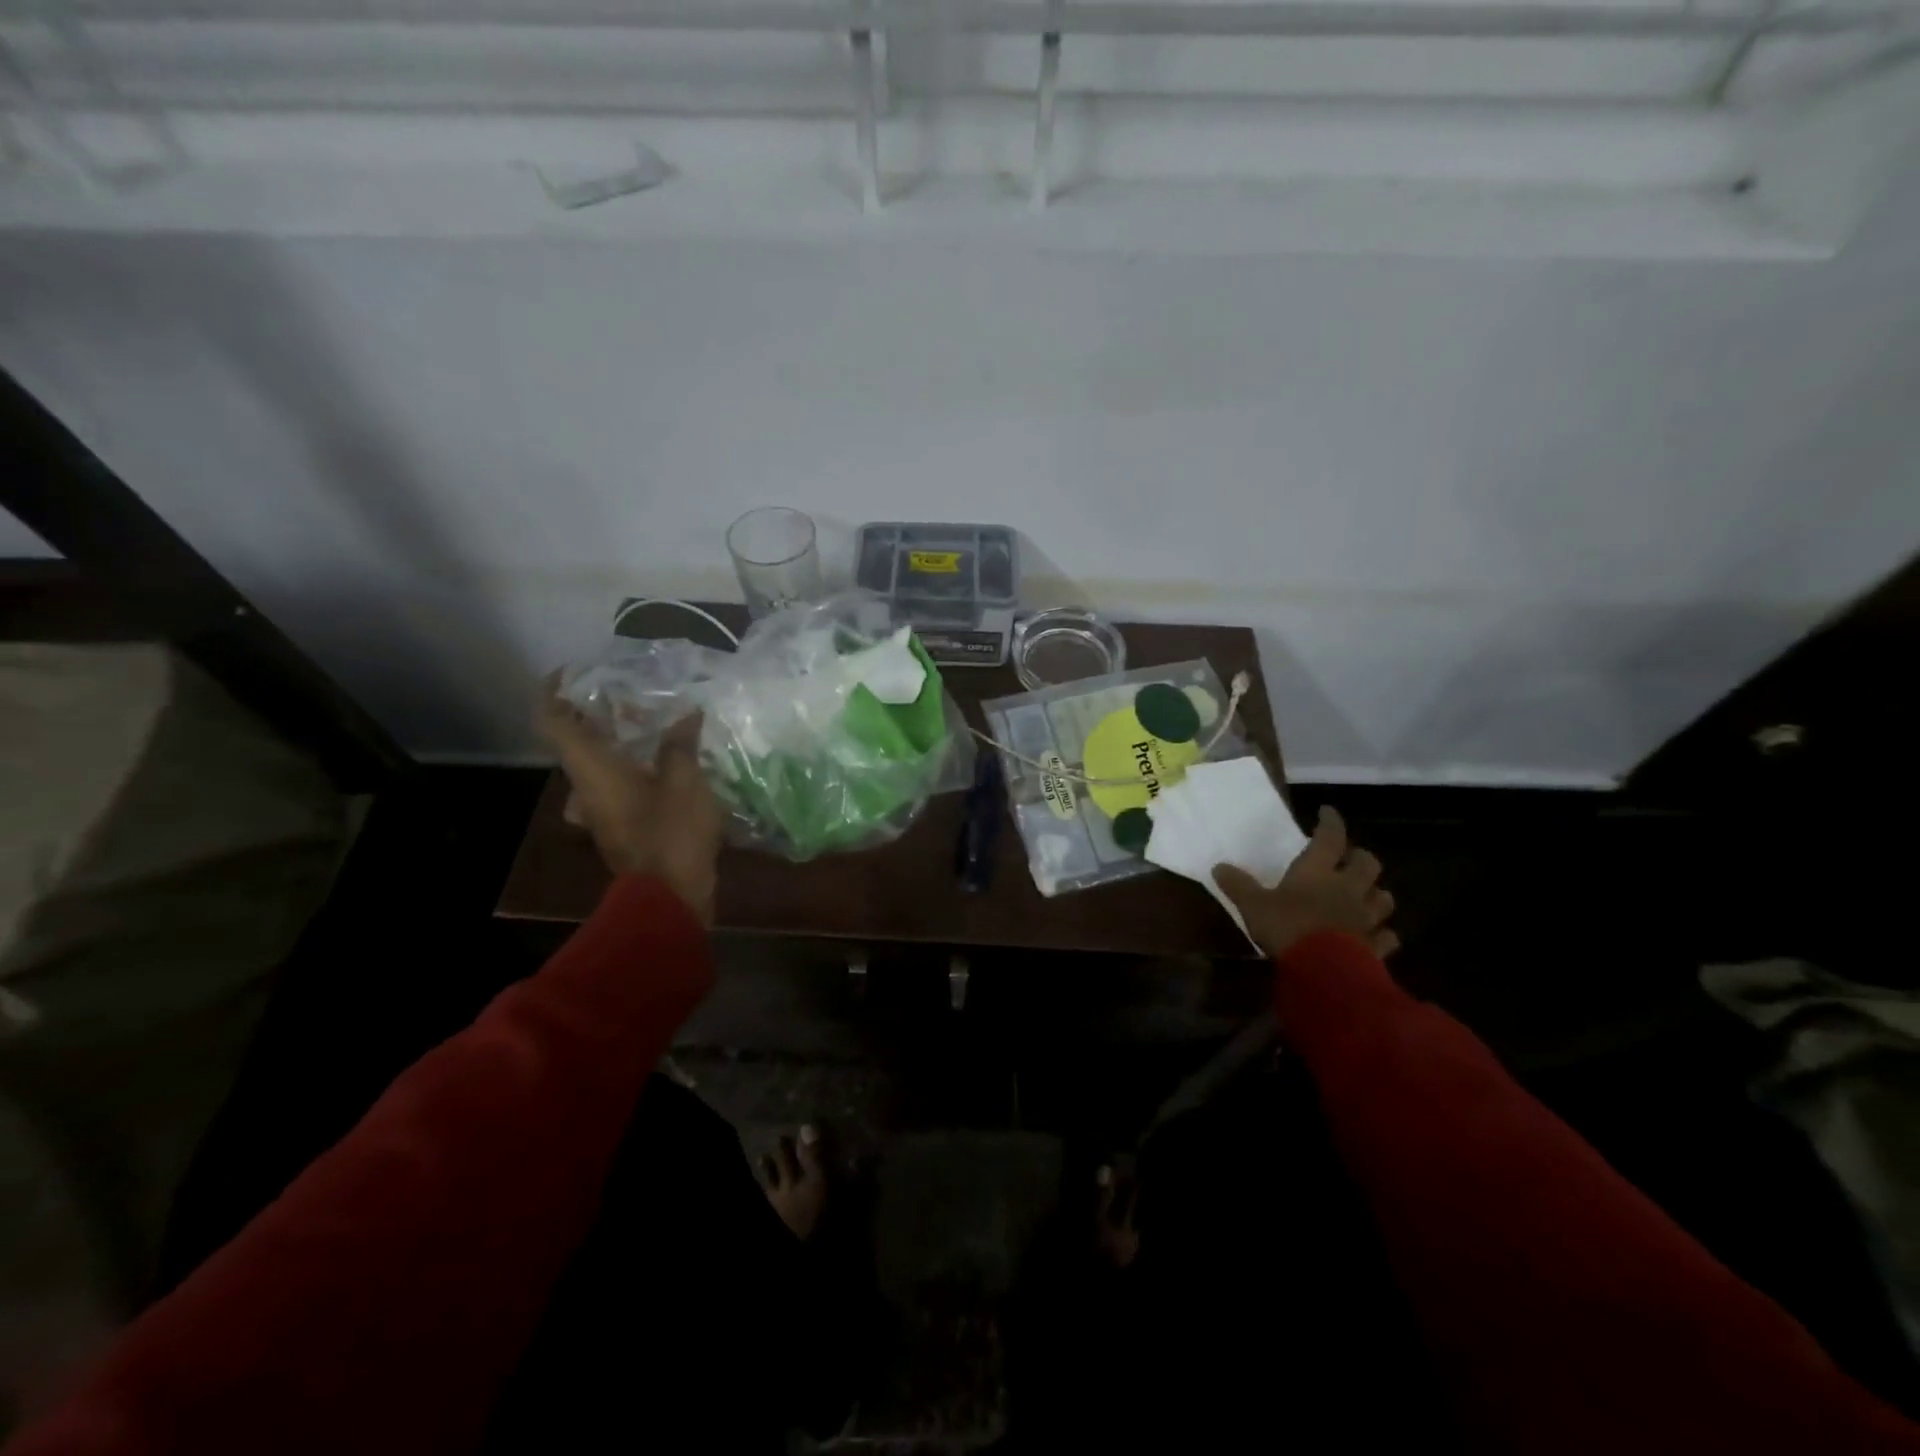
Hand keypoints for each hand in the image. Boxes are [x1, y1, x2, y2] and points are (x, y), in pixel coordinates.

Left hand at [538, 686, 724, 923]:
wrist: (670, 897)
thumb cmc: (671, 832)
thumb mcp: (684, 780)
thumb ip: (681, 744)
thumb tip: (686, 714)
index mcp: (591, 769)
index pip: (552, 721)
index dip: (554, 692)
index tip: (571, 672)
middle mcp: (586, 788)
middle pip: (576, 742)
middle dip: (597, 714)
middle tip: (630, 695)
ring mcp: (601, 812)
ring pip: (599, 766)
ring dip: (618, 743)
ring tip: (654, 724)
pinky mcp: (620, 828)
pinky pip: (618, 786)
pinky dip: (634, 767)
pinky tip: (668, 763)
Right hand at [1213, 805, 1398, 961]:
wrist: (1325, 971)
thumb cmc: (1288, 927)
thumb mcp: (1253, 905)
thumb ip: (1238, 885)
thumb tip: (1218, 866)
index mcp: (1318, 872)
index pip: (1330, 838)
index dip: (1330, 822)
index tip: (1328, 812)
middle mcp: (1347, 888)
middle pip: (1367, 864)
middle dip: (1361, 858)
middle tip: (1350, 859)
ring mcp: (1366, 918)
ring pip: (1384, 898)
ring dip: (1376, 894)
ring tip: (1366, 895)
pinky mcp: (1376, 946)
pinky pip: (1387, 936)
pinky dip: (1382, 933)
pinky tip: (1375, 935)